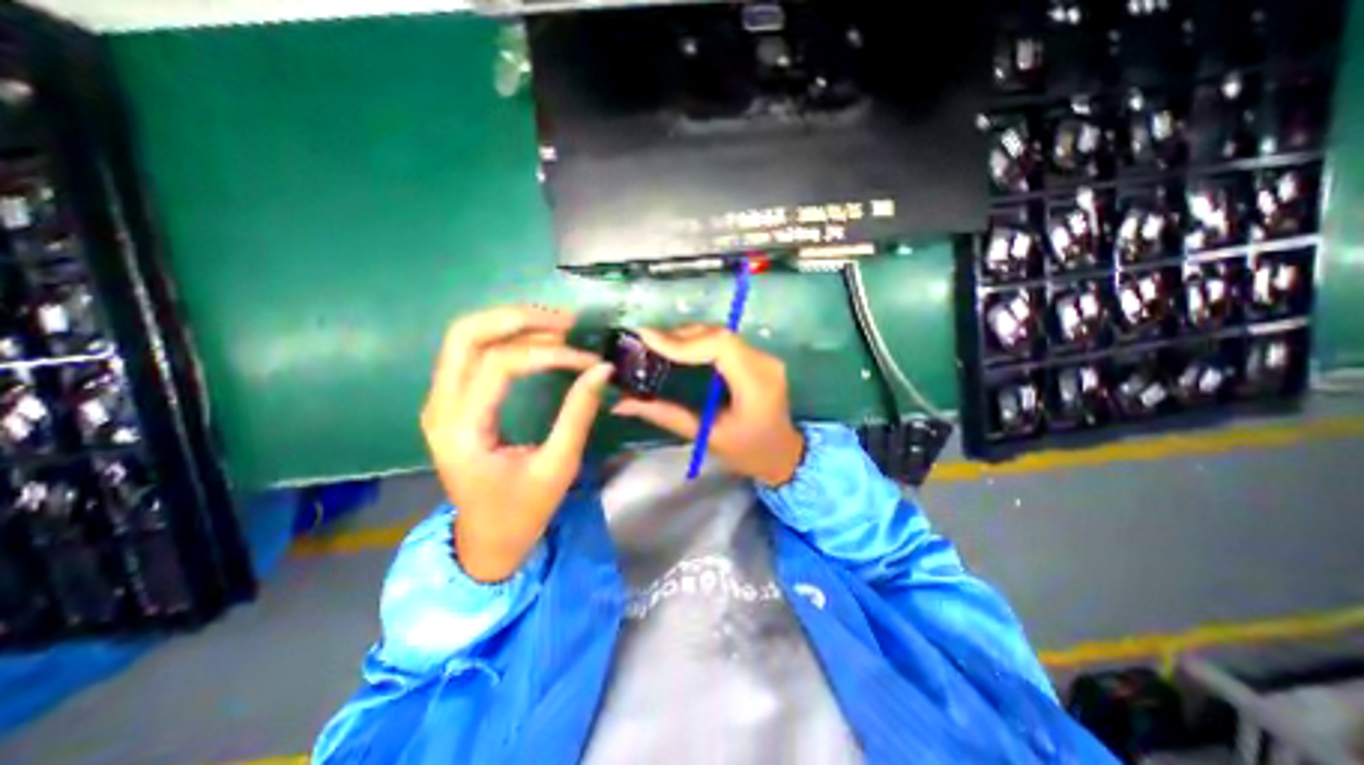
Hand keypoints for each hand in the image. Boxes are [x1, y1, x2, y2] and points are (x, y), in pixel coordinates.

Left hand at [421, 308, 612, 580]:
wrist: (487, 538)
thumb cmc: (523, 510)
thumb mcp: (557, 466)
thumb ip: (578, 414)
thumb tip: (602, 369)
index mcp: (461, 430)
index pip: (499, 365)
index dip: (548, 353)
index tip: (588, 359)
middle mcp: (440, 407)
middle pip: (465, 334)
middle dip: (519, 318)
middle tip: (567, 322)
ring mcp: (441, 400)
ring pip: (465, 336)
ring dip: (512, 323)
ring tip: (559, 325)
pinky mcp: (453, 400)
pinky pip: (473, 352)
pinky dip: (506, 337)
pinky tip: (540, 339)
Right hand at [613, 327, 802, 486]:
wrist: (783, 454)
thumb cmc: (748, 453)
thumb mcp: (705, 436)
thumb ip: (665, 414)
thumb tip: (621, 403)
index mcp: (756, 384)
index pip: (719, 346)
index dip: (682, 340)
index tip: (646, 339)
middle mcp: (764, 362)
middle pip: (718, 334)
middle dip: (679, 335)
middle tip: (646, 343)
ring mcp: (764, 357)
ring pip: (720, 334)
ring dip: (687, 336)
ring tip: (657, 346)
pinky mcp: (758, 357)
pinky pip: (725, 342)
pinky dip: (699, 342)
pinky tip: (679, 351)